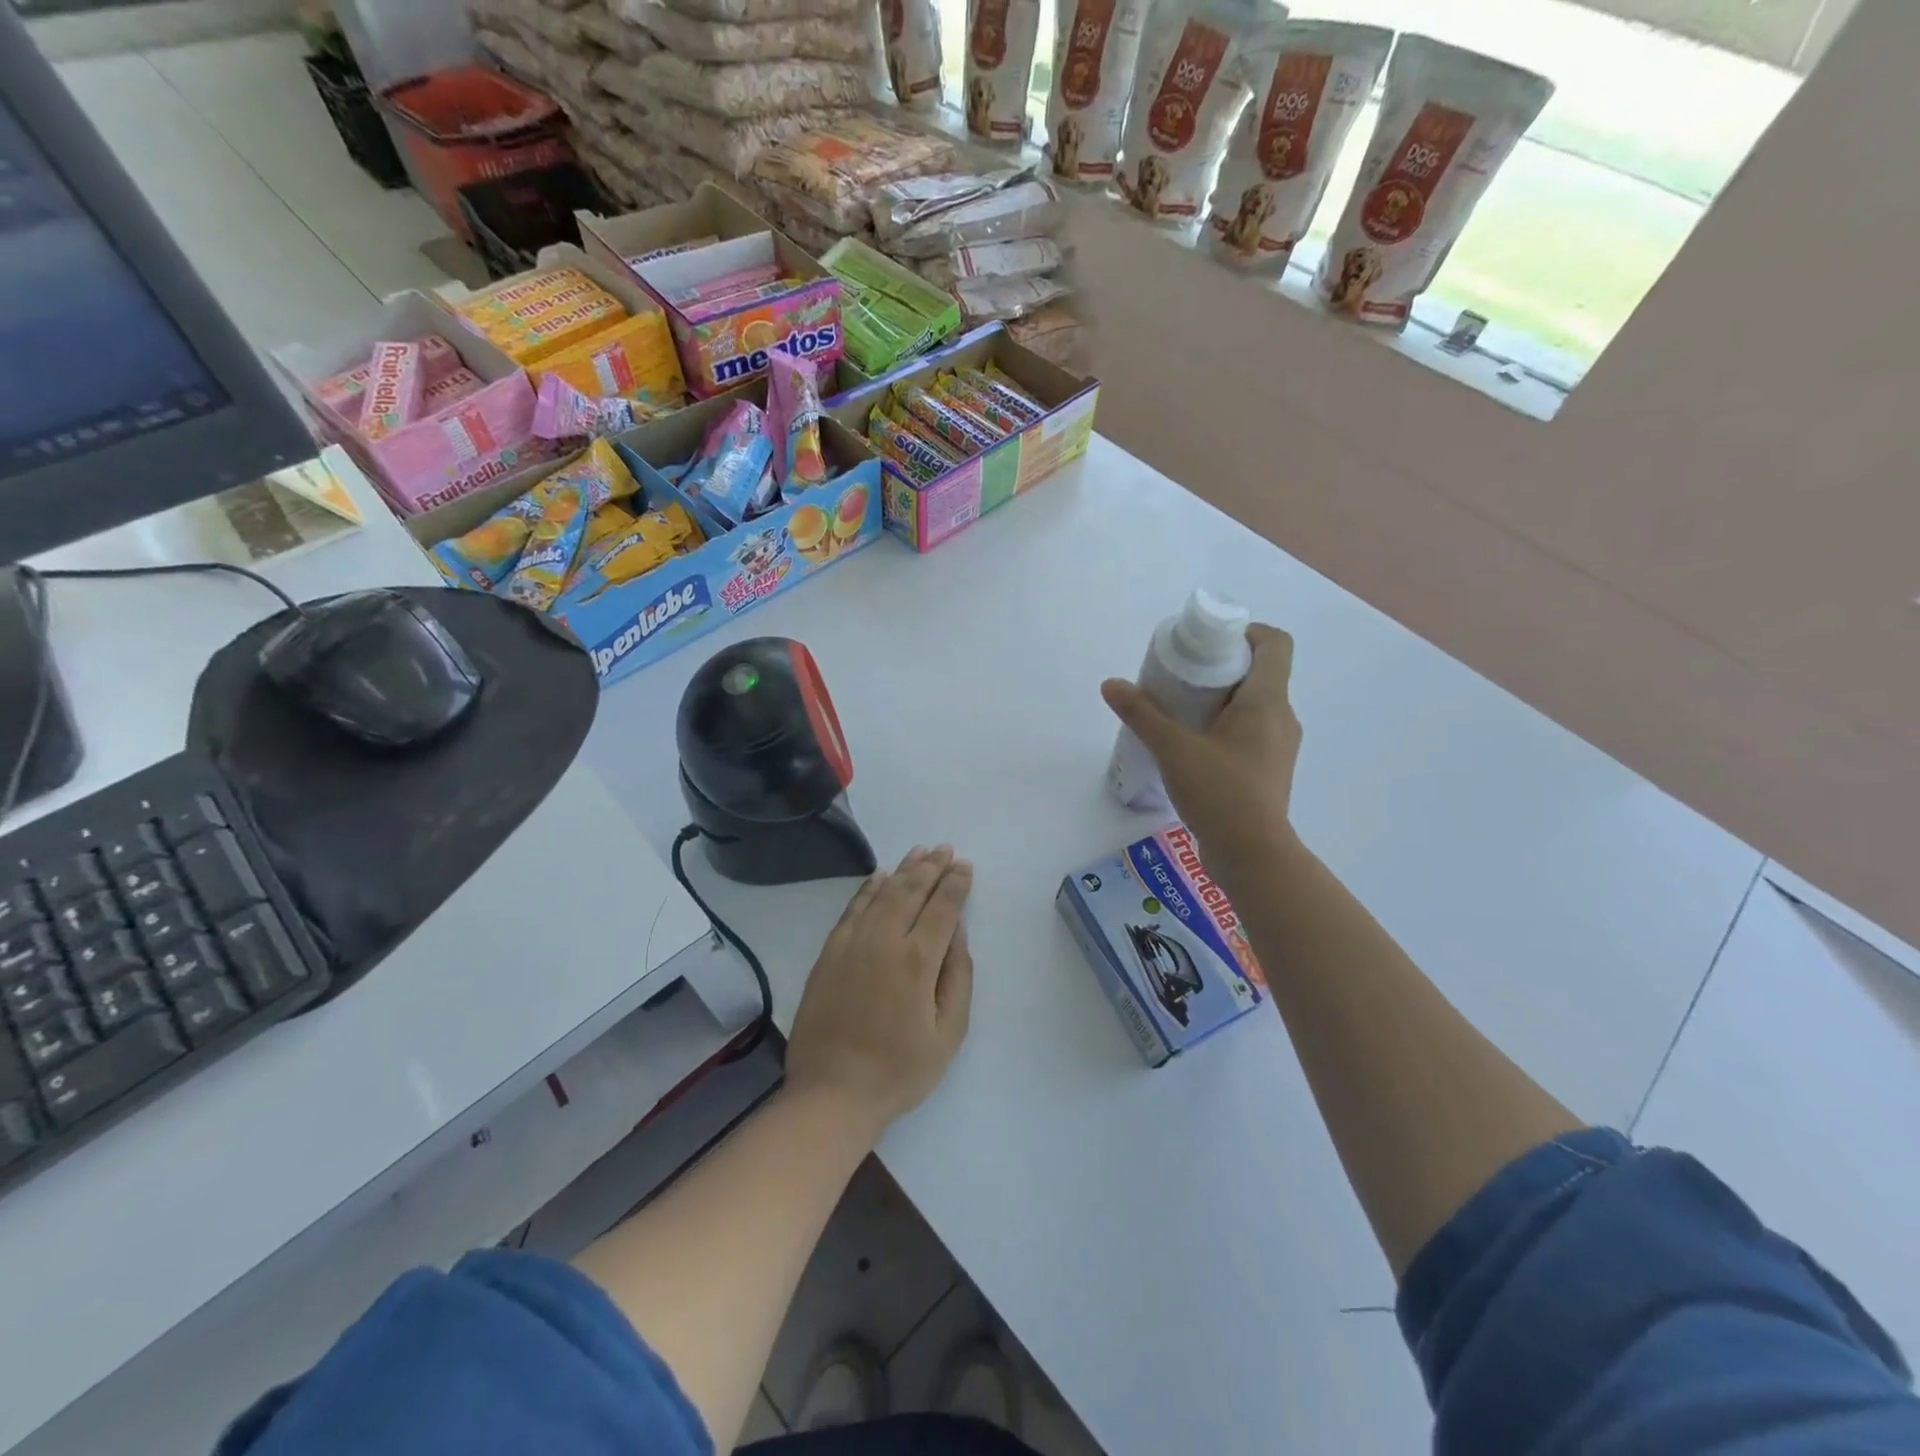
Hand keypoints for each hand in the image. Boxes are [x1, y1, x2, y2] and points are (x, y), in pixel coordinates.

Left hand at [785, 846, 974, 1137]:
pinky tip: (879, 877)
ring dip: (903, 870)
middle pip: (911, 891)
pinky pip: (852, 908)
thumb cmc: (899, 1070)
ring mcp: (852, 943)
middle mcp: (884, 941)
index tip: (965, 866)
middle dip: (931, 867)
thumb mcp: (948, 1033)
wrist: (832, 1092)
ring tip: (919, 852)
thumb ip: (958, 977)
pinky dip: (868, 888)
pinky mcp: (829, 952)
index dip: (955, 884)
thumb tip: (956, 932)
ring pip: (881, 893)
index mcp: (917, 961)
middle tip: (945, 849)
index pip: (942, 908)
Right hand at [1101, 623, 1302, 870]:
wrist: (1252, 855)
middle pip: (1260, 673)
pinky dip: (1225, 728)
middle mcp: (1281, 718)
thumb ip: (1142, 714)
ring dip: (1221, 700)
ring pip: (1254, 705)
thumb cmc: (1220, 793)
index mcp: (1267, 701)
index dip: (1245, 632)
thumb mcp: (1173, 749)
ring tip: (1181, 712)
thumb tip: (1111, 684)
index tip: (1207, 645)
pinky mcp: (1269, 771)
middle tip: (1181, 677)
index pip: (1275, 643)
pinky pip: (1250, 733)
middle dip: (1221, 667)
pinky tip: (1193, 747)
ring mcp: (1279, 747)